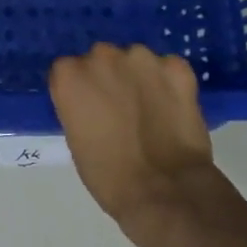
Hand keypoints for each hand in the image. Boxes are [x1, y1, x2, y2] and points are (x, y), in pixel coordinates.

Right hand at [49, 43, 223, 244]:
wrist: (164, 191)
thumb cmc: (108, 175)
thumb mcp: (76, 138)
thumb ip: (78, 106)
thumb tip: (93, 103)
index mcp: (69, 74)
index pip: (69, 70)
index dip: (81, 90)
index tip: (90, 108)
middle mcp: (102, 55)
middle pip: (102, 58)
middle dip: (110, 77)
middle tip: (121, 108)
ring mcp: (141, 58)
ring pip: (136, 60)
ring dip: (139, 77)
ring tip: (151, 109)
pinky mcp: (177, 67)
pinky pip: (169, 68)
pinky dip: (170, 83)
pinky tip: (174, 108)